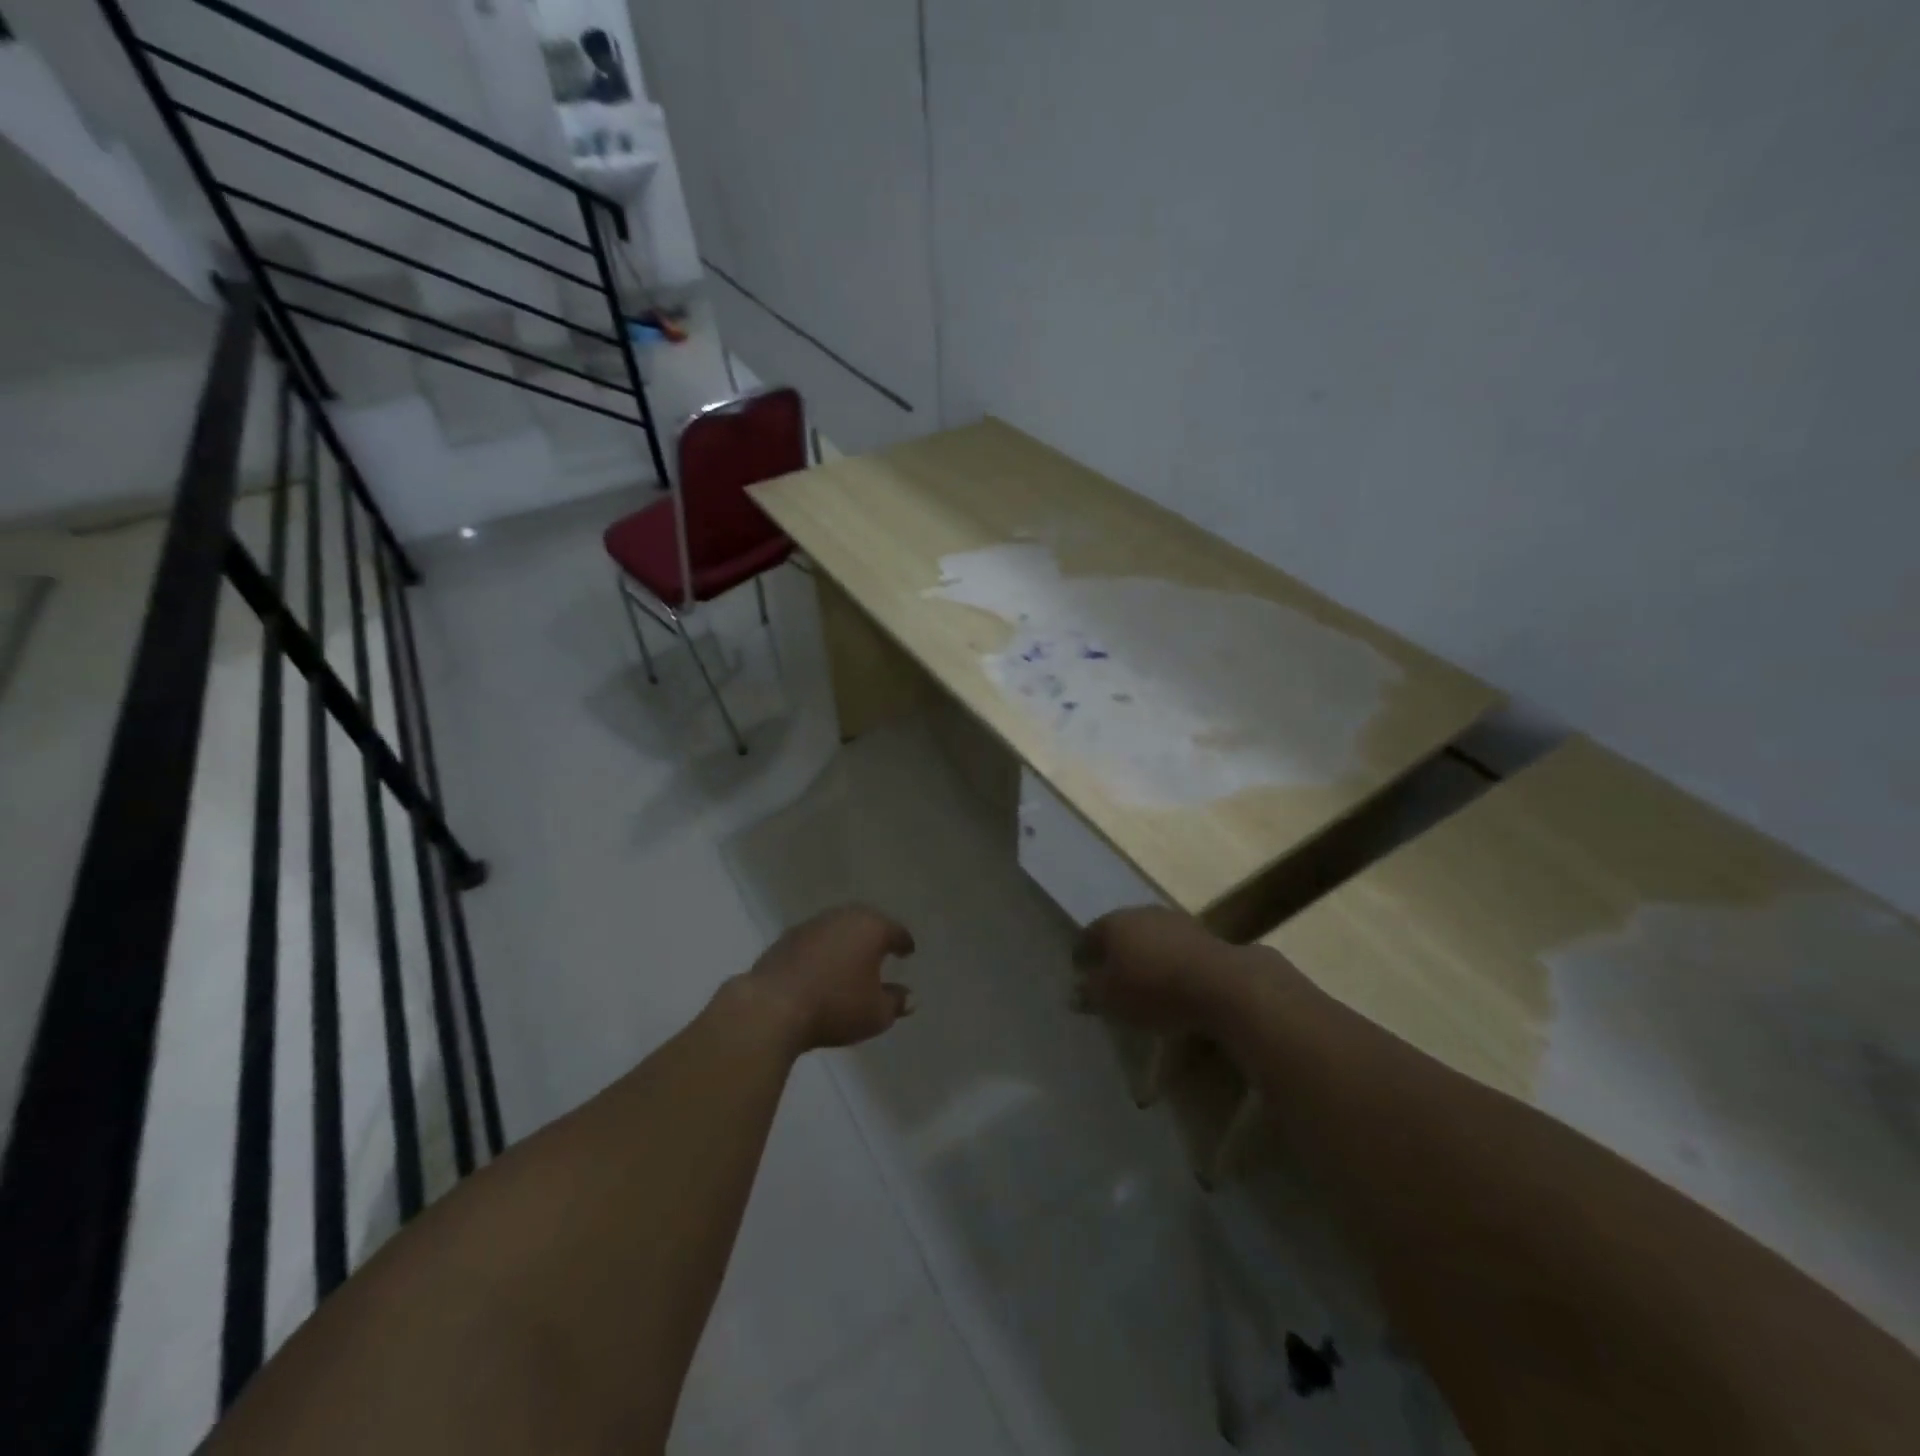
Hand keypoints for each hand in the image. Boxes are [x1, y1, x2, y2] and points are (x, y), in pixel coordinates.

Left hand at [741, 904, 915, 1051]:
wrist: (772, 1007)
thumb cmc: (835, 1006)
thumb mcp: (876, 1014)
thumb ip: (896, 1002)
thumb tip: (911, 997)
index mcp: (871, 928)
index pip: (895, 931)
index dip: (904, 943)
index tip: (908, 952)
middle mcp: (843, 917)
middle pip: (866, 922)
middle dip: (874, 936)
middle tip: (881, 951)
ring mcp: (811, 924)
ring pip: (838, 928)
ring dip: (846, 941)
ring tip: (851, 960)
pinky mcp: (785, 938)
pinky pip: (814, 940)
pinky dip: (822, 950)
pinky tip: (821, 967)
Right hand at [1071, 906, 1247, 1035]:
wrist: (1220, 982)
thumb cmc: (1153, 989)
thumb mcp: (1110, 999)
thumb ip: (1089, 993)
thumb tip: (1074, 991)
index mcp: (1113, 923)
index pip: (1089, 934)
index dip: (1081, 953)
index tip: (1079, 970)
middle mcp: (1140, 912)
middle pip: (1119, 930)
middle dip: (1113, 950)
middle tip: (1109, 973)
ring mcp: (1173, 919)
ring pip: (1148, 935)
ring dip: (1142, 952)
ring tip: (1141, 977)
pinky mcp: (1202, 933)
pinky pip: (1173, 945)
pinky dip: (1166, 958)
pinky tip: (1170, 977)